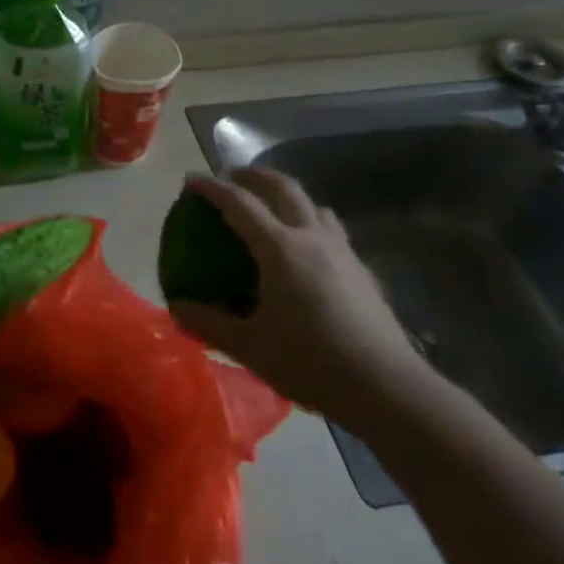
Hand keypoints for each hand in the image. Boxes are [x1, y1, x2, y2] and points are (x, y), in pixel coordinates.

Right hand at [170, 168, 441, 428]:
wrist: (386, 387)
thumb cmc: (311, 363)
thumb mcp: (250, 347)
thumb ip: (209, 323)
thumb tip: (177, 307)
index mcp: (280, 248)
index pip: (239, 203)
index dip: (212, 188)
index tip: (192, 180)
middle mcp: (311, 237)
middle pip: (281, 187)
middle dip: (253, 175)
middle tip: (231, 177)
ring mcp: (341, 250)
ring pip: (312, 203)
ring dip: (286, 194)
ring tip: (270, 206)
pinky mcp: (361, 268)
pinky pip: (330, 228)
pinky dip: (308, 220)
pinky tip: (305, 249)